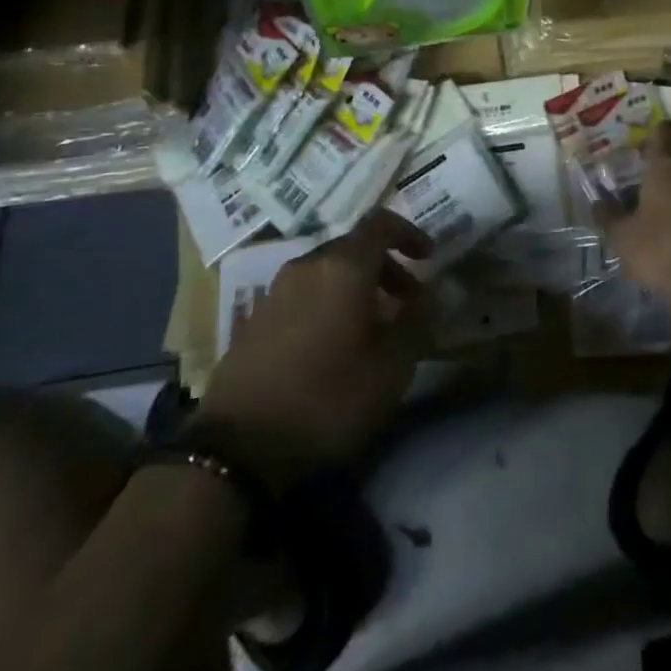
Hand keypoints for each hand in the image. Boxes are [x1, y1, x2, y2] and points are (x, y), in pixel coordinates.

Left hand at [200, 211, 431, 481]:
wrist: (237, 447)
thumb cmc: (327, 398)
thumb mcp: (391, 368)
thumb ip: (418, 321)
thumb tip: (434, 292)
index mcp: (344, 266)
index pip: (381, 223)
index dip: (409, 233)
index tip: (429, 258)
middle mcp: (308, 265)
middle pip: (354, 247)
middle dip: (387, 268)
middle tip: (407, 302)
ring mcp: (276, 290)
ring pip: (328, 271)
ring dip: (358, 287)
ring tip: (373, 328)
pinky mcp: (256, 318)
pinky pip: (304, 293)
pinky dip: (329, 303)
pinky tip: (334, 345)